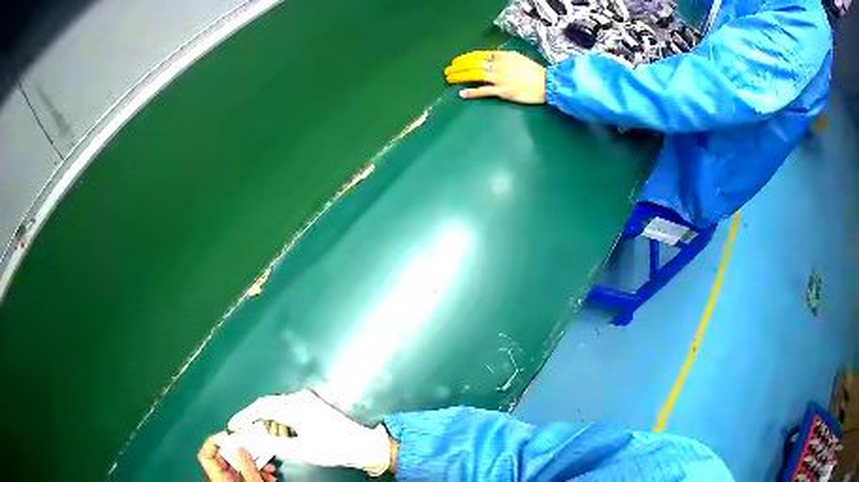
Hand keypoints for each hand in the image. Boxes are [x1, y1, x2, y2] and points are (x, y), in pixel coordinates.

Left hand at [198, 432, 276, 481]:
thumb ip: (247, 466)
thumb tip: (240, 447)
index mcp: (219, 477)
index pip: (206, 453)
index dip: (215, 440)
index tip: (231, 435)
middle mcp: (221, 478)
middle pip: (224, 457)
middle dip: (243, 452)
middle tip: (255, 448)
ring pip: (238, 465)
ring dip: (254, 462)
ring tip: (268, 466)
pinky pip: (245, 473)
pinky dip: (257, 471)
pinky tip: (268, 474)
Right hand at [228, 390, 392, 475]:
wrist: (363, 445)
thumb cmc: (333, 447)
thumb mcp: (300, 450)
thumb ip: (274, 444)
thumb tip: (253, 440)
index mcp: (294, 405)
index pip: (260, 407)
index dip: (244, 416)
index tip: (232, 426)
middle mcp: (298, 398)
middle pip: (268, 405)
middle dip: (255, 420)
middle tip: (246, 434)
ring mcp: (306, 400)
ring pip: (277, 408)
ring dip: (269, 423)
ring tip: (265, 440)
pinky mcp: (312, 406)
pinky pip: (288, 411)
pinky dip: (280, 423)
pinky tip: (282, 437)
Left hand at [444, 50, 545, 103]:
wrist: (547, 83)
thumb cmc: (534, 71)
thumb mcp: (517, 58)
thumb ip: (502, 58)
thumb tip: (490, 58)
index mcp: (502, 56)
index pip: (478, 55)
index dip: (464, 58)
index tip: (455, 61)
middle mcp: (499, 65)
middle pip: (473, 64)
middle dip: (458, 67)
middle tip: (447, 70)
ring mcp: (500, 78)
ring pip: (475, 75)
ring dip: (460, 76)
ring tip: (449, 79)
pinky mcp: (503, 91)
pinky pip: (484, 91)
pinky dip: (472, 92)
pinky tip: (462, 93)